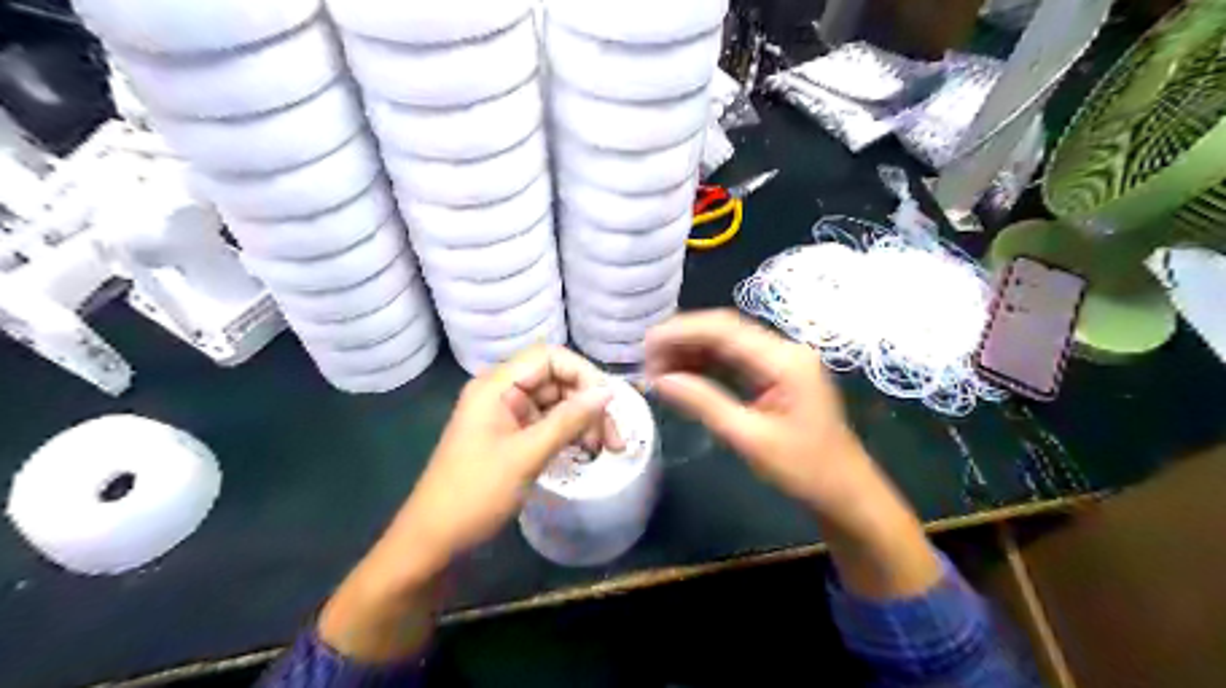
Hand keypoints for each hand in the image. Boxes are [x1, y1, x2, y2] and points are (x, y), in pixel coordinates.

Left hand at [395, 344, 624, 562]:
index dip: (582, 373)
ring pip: (555, 403)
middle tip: (615, 438)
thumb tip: (607, 392)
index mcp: (496, 386)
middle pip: (556, 380)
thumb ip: (569, 420)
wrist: (434, 540)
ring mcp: (505, 415)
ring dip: (582, 421)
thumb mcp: (527, 455)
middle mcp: (501, 392)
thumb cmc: (475, 493)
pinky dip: (568, 434)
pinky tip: (586, 452)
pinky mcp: (510, 436)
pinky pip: (546, 423)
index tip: (608, 402)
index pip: (548, 357)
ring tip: (604, 449)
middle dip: (588, 403)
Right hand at [646, 309, 877, 514]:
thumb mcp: (749, 439)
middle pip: (725, 331)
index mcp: (784, 360)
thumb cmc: (804, 470)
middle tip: (646, 360)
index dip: (681, 332)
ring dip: (692, 351)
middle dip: (683, 340)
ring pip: (728, 344)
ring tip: (657, 368)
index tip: (646, 344)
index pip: (724, 330)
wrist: (845, 492)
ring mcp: (782, 361)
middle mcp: (784, 350)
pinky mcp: (777, 376)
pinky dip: (707, 365)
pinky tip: (682, 374)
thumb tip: (661, 380)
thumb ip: (704, 403)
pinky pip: (736, 361)